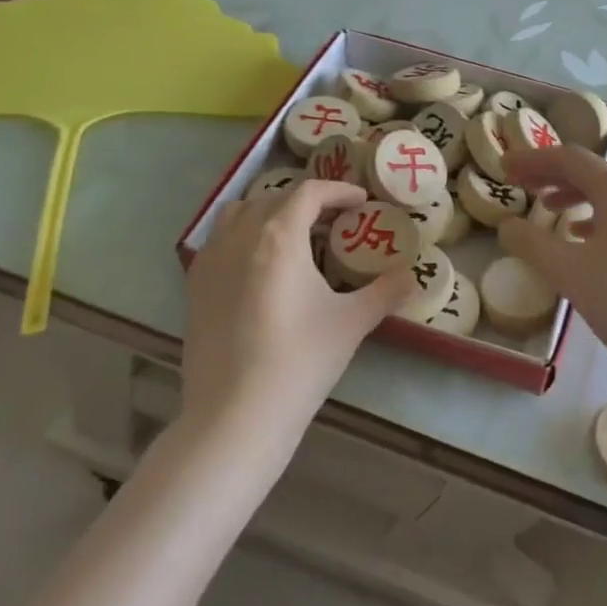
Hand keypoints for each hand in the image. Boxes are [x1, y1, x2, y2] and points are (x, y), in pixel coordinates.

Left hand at [181, 180, 409, 451]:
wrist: (236, 414)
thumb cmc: (300, 361)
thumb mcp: (352, 323)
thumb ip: (386, 292)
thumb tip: (412, 276)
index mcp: (279, 237)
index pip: (309, 192)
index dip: (338, 191)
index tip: (361, 202)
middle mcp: (240, 237)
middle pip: (274, 198)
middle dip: (307, 201)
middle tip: (335, 221)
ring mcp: (210, 260)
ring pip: (239, 213)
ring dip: (269, 211)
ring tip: (294, 235)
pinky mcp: (195, 286)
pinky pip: (219, 239)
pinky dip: (243, 234)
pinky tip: (261, 266)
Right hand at [499, 144, 606, 378]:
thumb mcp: (570, 272)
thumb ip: (533, 244)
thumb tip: (507, 225)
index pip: (569, 159)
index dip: (533, 159)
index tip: (503, 166)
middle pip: (588, 172)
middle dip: (550, 174)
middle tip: (517, 182)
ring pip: (604, 196)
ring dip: (570, 195)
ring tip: (544, 207)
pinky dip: (591, 219)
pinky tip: (579, 238)